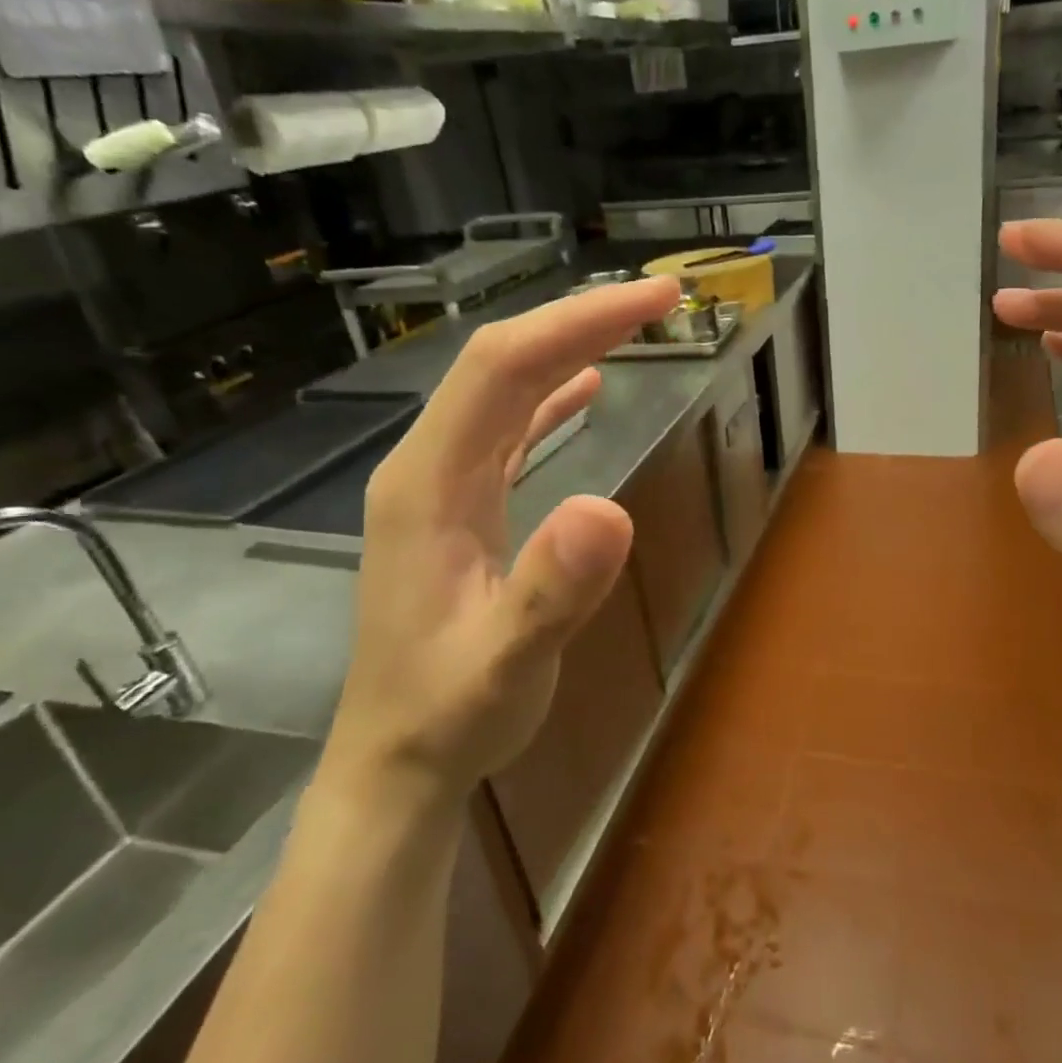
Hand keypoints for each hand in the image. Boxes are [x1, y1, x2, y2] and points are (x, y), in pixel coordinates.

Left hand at [324, 277, 680, 808]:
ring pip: (505, 391)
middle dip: (581, 319)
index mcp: (429, 483)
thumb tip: (611, 509)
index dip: (578, 322)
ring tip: (632, 324)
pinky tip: (584, 388)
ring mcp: (442, 487)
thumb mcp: (506, 663)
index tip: (655, 302)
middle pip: (502, 364)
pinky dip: (549, 398)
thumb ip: (551, 591)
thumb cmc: (449, 714)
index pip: (503, 367)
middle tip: (663, 300)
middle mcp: (429, 468)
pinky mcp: (461, 509)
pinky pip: (507, 431)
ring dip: (568, 347)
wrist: (398, 761)